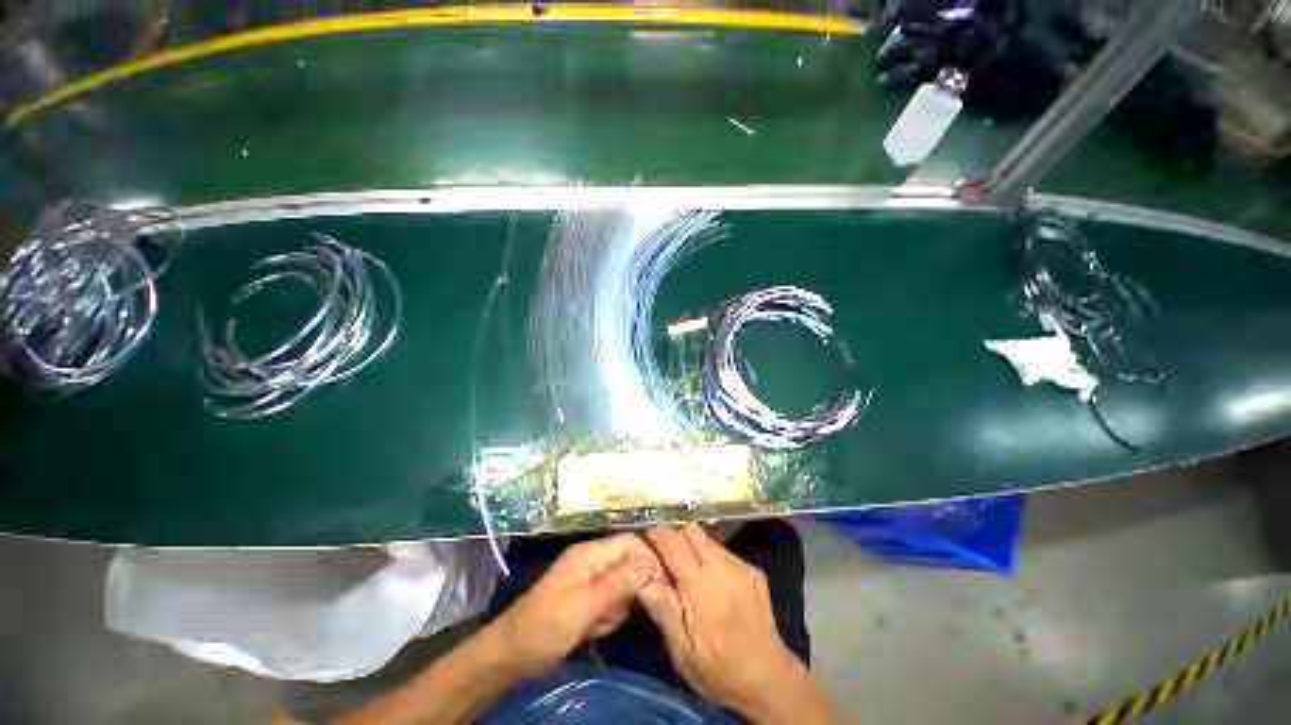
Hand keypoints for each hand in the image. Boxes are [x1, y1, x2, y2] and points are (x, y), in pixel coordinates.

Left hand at [492, 534, 660, 676]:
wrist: (512, 655)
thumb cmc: (546, 626)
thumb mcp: (583, 606)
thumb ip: (616, 584)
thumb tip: (648, 568)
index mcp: (590, 553)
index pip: (629, 542)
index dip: (648, 557)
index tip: (662, 583)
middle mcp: (593, 561)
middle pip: (629, 564)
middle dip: (631, 590)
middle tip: (620, 612)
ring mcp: (590, 581)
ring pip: (622, 587)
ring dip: (618, 608)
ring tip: (599, 624)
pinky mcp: (588, 600)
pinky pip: (611, 603)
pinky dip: (608, 617)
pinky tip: (594, 630)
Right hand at [639, 524, 831, 722]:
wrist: (770, 680)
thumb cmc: (719, 671)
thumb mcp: (683, 652)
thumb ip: (663, 610)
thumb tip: (642, 577)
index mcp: (701, 587)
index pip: (674, 543)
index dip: (658, 534)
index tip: (647, 537)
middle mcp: (722, 568)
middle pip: (692, 531)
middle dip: (676, 536)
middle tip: (668, 557)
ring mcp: (741, 567)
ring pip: (709, 539)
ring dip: (695, 547)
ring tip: (690, 572)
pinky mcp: (755, 571)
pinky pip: (725, 552)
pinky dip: (713, 558)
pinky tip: (715, 583)